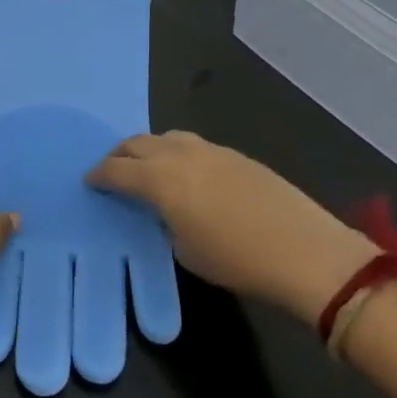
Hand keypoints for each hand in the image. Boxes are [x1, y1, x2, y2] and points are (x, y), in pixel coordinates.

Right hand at [86, 132, 375, 325]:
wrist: (306, 253)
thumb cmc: (236, 260)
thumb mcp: (184, 250)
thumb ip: (163, 222)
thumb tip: (162, 210)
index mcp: (160, 179)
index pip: (116, 169)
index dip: (99, 176)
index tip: (90, 182)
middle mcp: (180, 155)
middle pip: (138, 143)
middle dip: (119, 155)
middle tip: (112, 171)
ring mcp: (211, 150)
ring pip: (166, 137)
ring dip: (149, 149)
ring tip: (147, 167)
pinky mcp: (236, 155)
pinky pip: (192, 144)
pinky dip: (176, 152)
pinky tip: (185, 173)